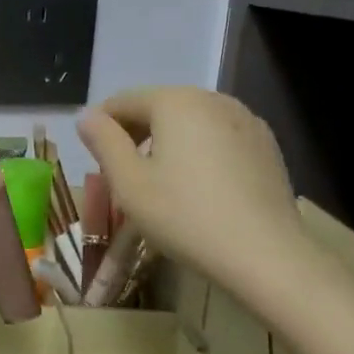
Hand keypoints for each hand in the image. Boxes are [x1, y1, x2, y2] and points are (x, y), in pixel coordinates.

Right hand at [77, 86, 311, 293]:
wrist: (265, 255)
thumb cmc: (185, 216)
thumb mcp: (129, 183)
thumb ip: (103, 142)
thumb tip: (87, 116)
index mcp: (175, 101)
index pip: (123, 101)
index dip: (102, 127)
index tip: (94, 160)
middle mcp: (212, 98)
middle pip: (159, 108)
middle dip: (136, 135)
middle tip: (124, 175)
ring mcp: (246, 120)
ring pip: (191, 123)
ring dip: (168, 144)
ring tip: (162, 184)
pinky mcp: (266, 145)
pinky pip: (219, 138)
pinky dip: (200, 153)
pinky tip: (200, 189)